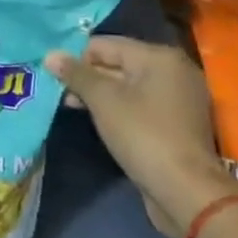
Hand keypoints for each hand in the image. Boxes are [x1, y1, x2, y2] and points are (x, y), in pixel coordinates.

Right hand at [46, 35, 237, 237]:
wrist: (187, 193)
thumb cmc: (143, 135)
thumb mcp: (103, 100)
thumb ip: (76, 74)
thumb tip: (50, 54)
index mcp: (159, 56)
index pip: (106, 44)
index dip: (78, 58)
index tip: (57, 78)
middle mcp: (174, 71)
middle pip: (119, 63)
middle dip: (89, 78)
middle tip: (63, 96)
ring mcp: (180, 99)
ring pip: (130, 87)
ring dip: (102, 96)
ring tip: (76, 109)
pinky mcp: (179, 125)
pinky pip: (142, 106)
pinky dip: (121, 110)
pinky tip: (103, 123)